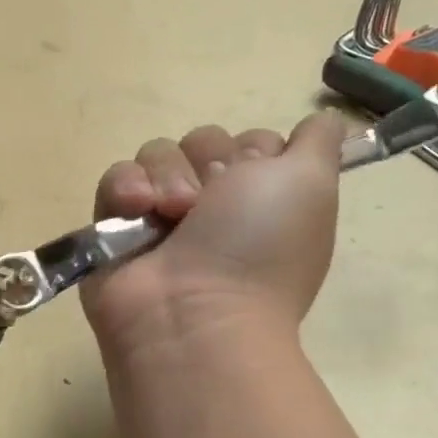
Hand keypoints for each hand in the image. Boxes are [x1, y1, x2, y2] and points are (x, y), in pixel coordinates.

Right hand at [82, 112, 347, 360]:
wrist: (193, 315)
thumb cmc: (257, 248)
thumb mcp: (311, 184)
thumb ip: (319, 143)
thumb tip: (322, 122)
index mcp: (262, 201)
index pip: (250, 142)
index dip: (252, 151)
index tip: (255, 175)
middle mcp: (214, 208)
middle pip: (201, 141)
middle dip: (206, 161)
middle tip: (210, 201)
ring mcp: (162, 219)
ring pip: (157, 154)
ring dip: (166, 176)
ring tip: (171, 213)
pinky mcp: (115, 229)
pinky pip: (116, 178)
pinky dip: (125, 189)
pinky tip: (136, 211)